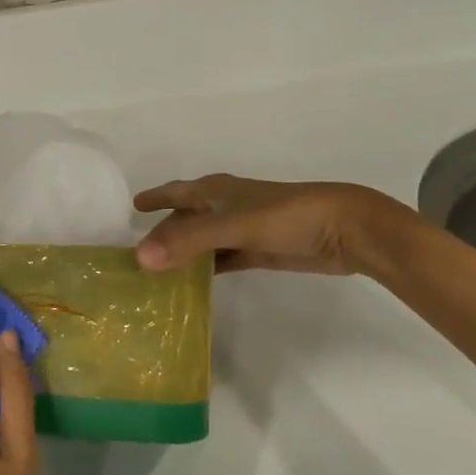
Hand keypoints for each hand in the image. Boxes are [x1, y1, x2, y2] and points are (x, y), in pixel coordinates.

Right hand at [134, 174, 412, 274]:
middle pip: (186, 219)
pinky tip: (193, 283)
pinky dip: (207, 268)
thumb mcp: (233, 226)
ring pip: (203, 241)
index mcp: (216, 191)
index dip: (155, 198)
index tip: (131, 208)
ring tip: (157, 272)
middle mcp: (225, 206)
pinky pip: (223, 259)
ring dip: (184, 253)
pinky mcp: (259, 251)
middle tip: (137, 254)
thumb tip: (140, 258)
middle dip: (164, 231)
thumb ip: (188, 241)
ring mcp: (243, 229)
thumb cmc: (286, 216)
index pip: (176, 192)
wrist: (344, 229)